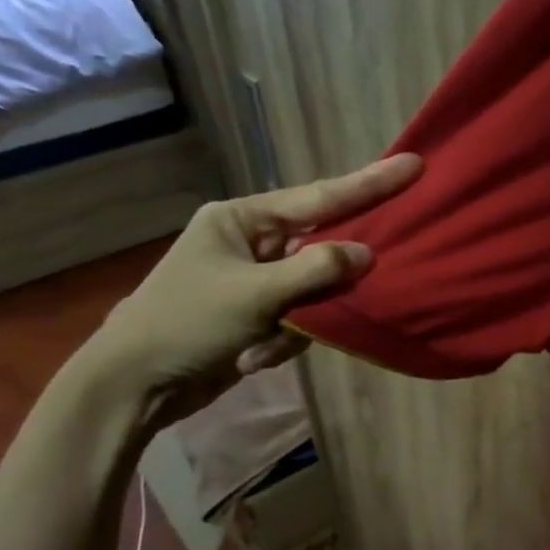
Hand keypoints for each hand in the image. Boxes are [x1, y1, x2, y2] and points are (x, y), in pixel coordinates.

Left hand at [87, 153, 422, 410]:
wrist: (136, 383)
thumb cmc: (187, 323)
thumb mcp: (255, 294)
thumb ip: (316, 270)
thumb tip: (367, 255)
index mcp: (242, 219)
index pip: (319, 198)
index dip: (370, 184)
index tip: (413, 165)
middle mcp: (252, 242)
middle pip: (321, 247)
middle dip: (330, 279)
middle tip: (339, 289)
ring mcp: (257, 280)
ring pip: (315, 291)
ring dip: (298, 324)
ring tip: (258, 345)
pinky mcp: (260, 314)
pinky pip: (300, 320)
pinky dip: (284, 342)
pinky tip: (251, 358)